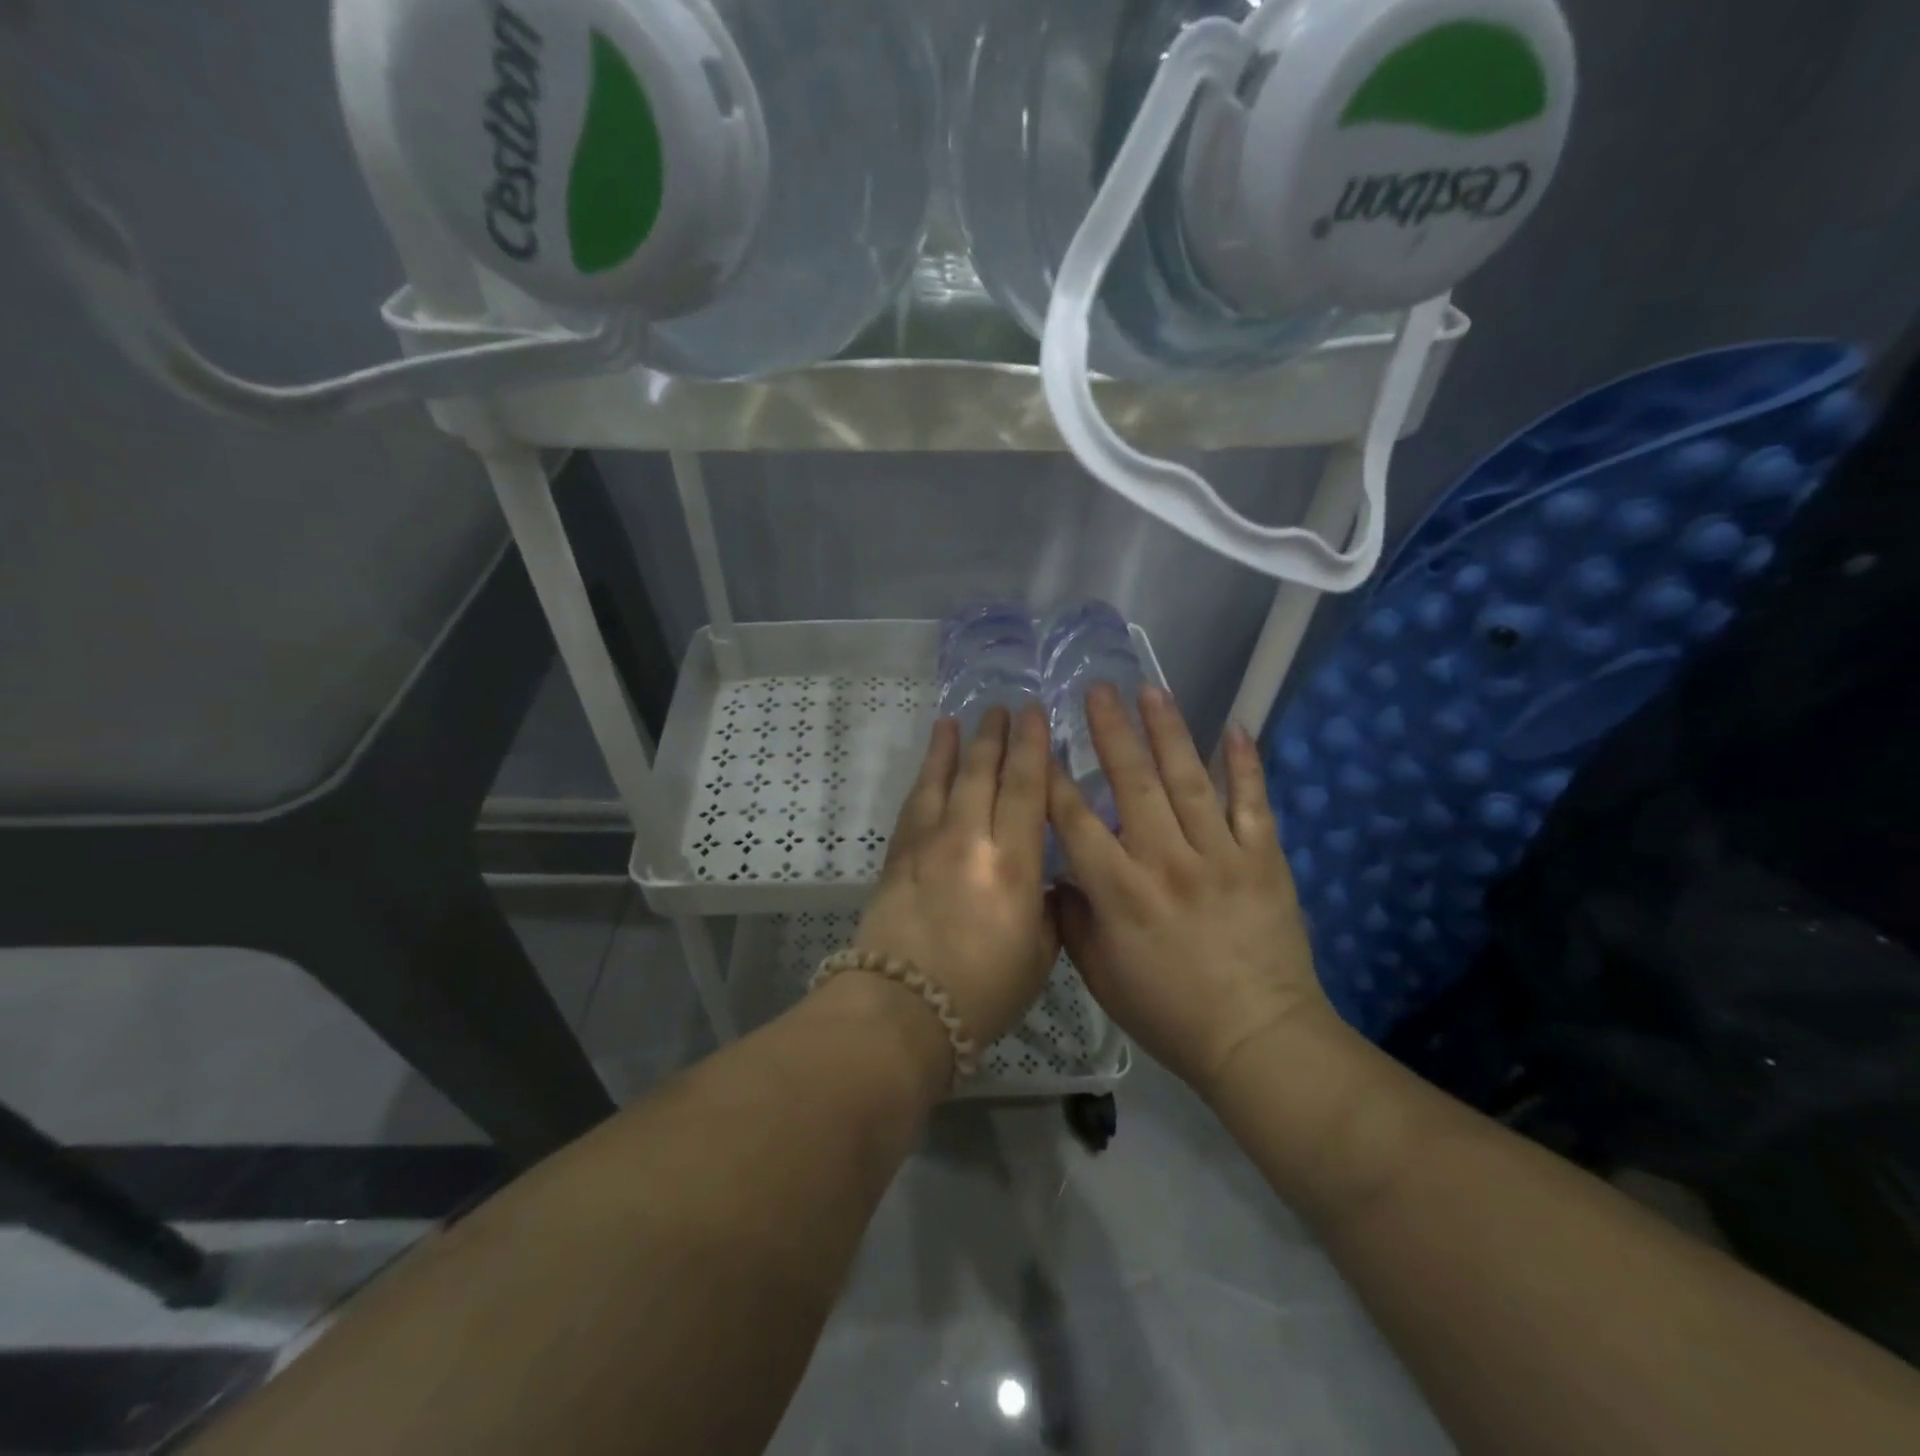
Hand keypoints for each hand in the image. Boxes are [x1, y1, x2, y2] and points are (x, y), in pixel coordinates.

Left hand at [853, 706, 1058, 1048]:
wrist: (901, 1009)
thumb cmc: (981, 992)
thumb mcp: (1037, 955)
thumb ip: (1044, 908)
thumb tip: (1041, 880)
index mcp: (1012, 865)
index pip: (1026, 790)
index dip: (1033, 748)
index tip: (1036, 715)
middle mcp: (969, 841)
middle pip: (983, 774)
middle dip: (995, 737)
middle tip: (1003, 708)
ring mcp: (927, 844)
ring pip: (944, 779)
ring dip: (954, 746)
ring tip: (961, 719)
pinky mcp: (897, 855)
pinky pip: (914, 803)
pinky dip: (924, 776)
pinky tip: (930, 764)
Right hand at [1048, 683, 1333, 1096]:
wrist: (1257, 1039)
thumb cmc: (1169, 1013)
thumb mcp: (1100, 977)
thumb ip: (1072, 921)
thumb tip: (1056, 877)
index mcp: (1120, 891)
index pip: (1076, 820)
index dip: (1053, 778)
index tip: (1041, 742)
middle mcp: (1166, 860)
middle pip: (1132, 782)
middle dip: (1111, 731)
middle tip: (1097, 689)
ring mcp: (1220, 855)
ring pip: (1188, 779)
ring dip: (1167, 731)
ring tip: (1151, 690)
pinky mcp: (1263, 859)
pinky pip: (1253, 802)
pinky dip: (1246, 764)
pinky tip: (1235, 727)